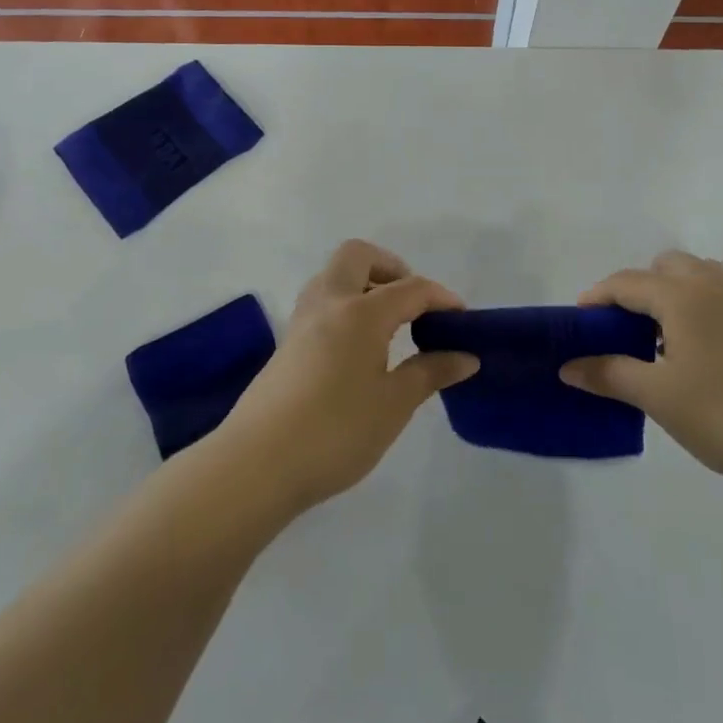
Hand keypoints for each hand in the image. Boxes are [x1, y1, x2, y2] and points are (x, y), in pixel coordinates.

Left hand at [221, 240, 477, 513]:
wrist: (256, 466)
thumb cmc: (335, 432)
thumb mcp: (394, 404)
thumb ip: (431, 373)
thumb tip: (466, 356)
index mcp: (361, 312)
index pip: (411, 288)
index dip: (442, 298)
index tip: (462, 320)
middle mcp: (329, 303)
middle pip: (358, 256)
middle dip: (392, 268)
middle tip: (413, 306)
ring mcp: (302, 322)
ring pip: (333, 276)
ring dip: (364, 285)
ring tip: (389, 326)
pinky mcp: (287, 344)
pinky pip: (322, 303)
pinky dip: (346, 307)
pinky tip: (360, 350)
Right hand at [560, 251, 722, 491]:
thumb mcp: (658, 396)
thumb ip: (610, 374)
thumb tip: (568, 367)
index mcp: (682, 294)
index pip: (626, 283)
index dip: (596, 299)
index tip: (575, 325)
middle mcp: (711, 284)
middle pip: (662, 267)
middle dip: (634, 290)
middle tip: (619, 331)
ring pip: (692, 275)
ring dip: (666, 294)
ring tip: (654, 339)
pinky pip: (713, 292)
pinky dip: (691, 304)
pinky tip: (690, 348)